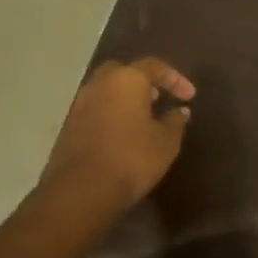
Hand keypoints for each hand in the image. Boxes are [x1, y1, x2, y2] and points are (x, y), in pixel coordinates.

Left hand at [35, 58, 194, 225]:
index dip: (175, 79)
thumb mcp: (166, 142)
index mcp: (127, 80)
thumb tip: (179, 110)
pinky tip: (122, 135)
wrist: (80, 191)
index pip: (155, 66)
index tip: (189, 97)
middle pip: (123, 72)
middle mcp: (100, 84)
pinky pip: (95, 110)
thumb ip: (175, 121)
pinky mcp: (68, 127)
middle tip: (159, 99)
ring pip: (106, 91)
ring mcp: (80, 104)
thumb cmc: (131, 159)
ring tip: (143, 119)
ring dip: (124, 99)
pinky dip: (110, 115)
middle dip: (143, 82)